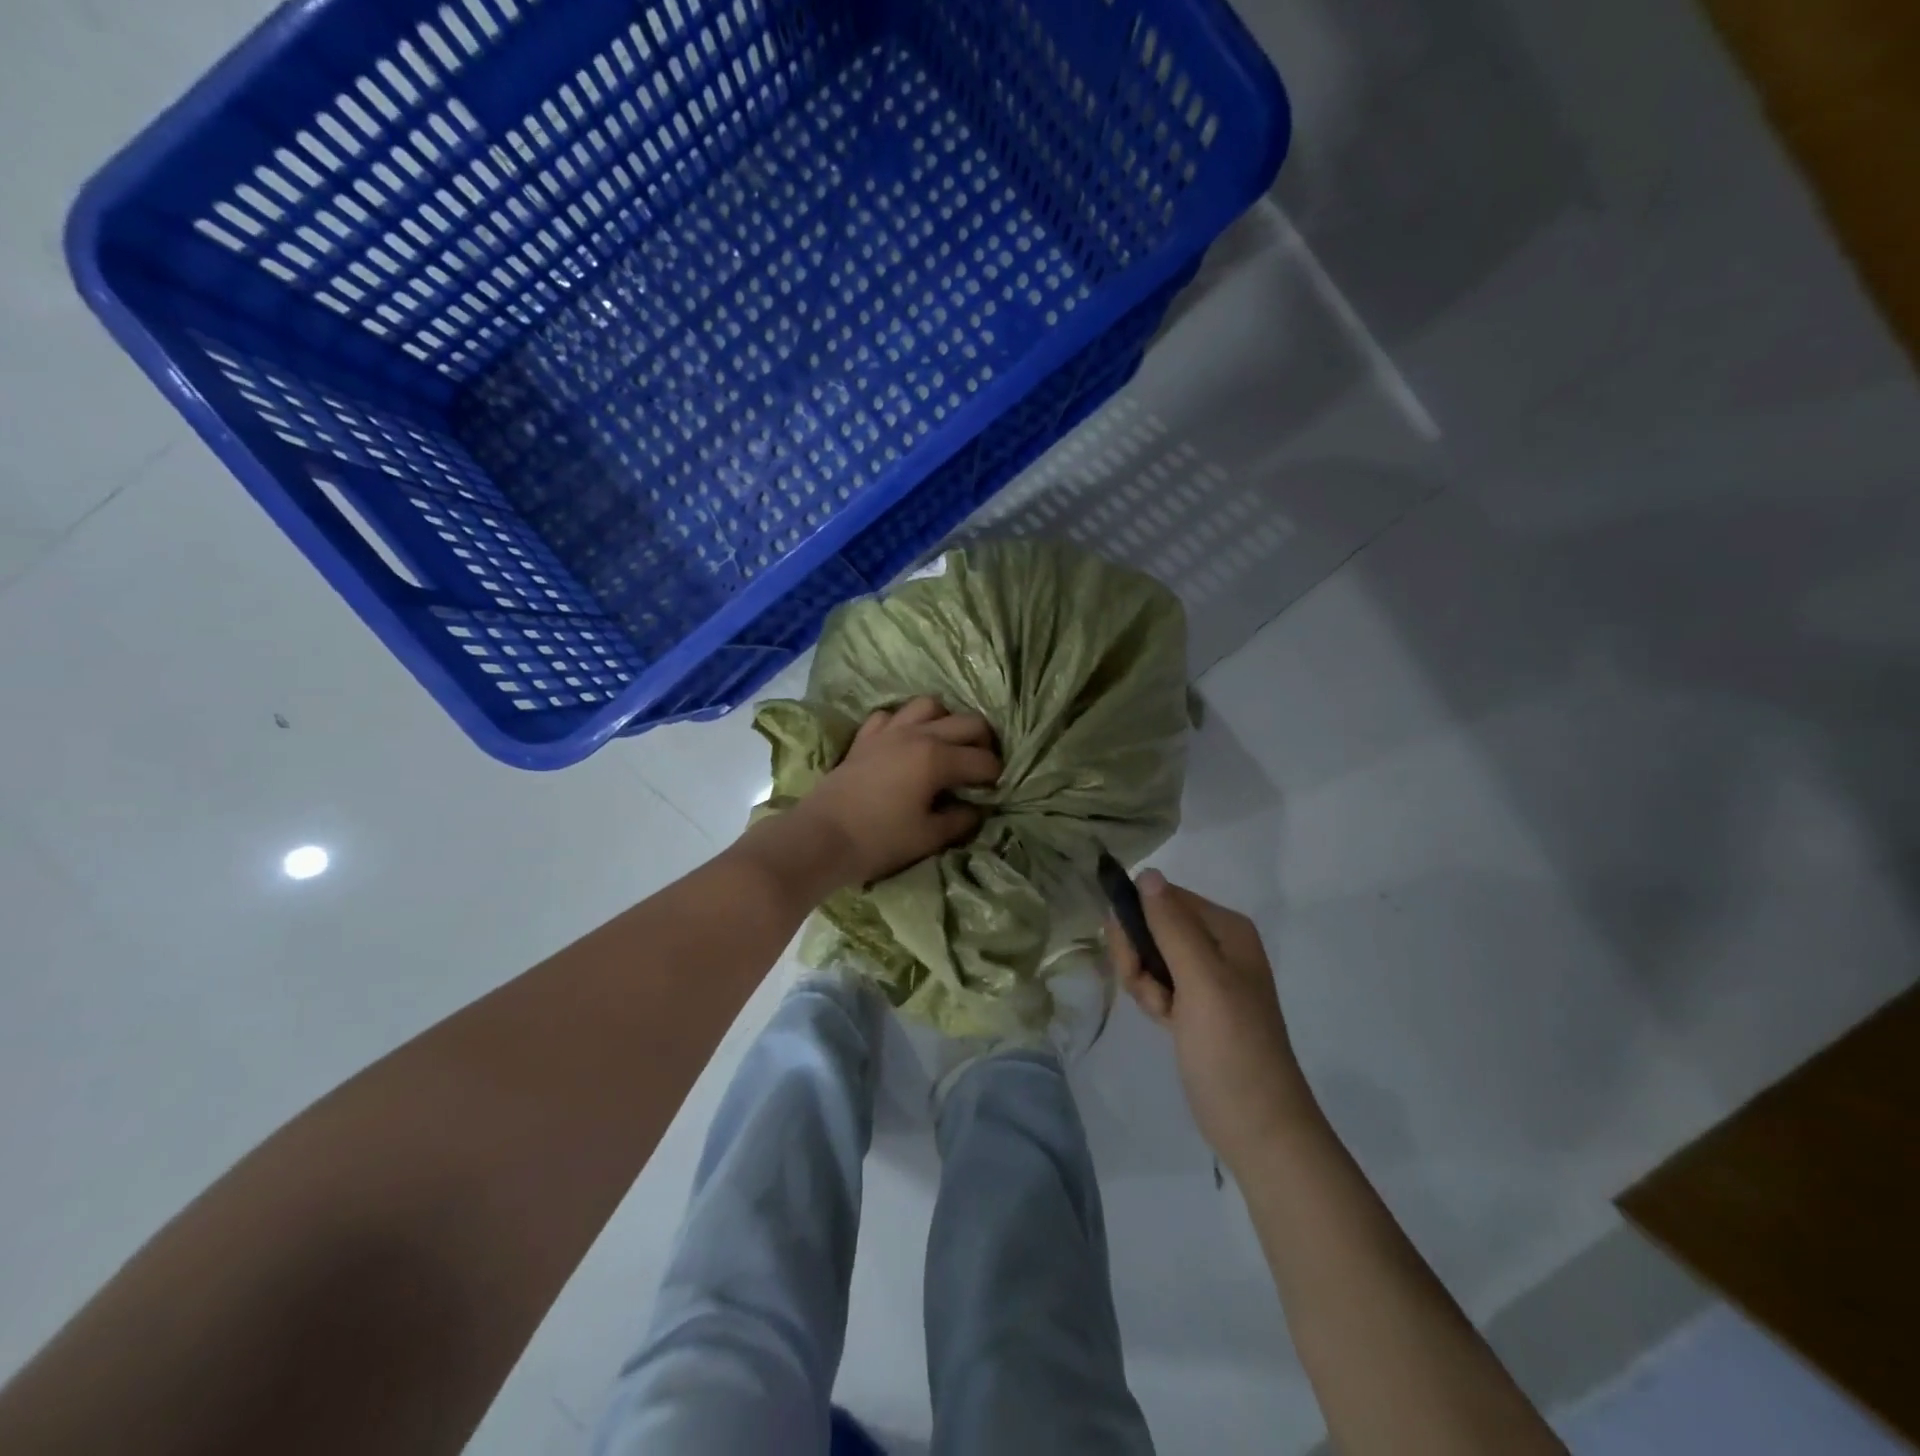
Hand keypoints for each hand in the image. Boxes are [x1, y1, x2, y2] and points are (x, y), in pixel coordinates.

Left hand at [787, 696, 1000, 888]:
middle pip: (966, 722)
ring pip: (929, 705)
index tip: (996, 789)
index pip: (982, 759)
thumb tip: (976, 809)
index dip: (995, 774)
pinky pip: (891, 716)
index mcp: (937, 758)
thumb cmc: (878, 841)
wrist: (820, 838)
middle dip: (984, 741)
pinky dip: (904, 723)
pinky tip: (905, 743)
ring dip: (946, 720)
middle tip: (982, 765)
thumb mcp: (928, 837)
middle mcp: (917, 734)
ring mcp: (889, 731)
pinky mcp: (865, 738)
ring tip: (947, 745)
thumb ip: (959, 820)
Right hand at [1109, 872, 1315, 1170]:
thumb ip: (1171, 925)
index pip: (1163, 897)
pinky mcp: (1195, 1005)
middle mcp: (1218, 944)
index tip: (1129, 955)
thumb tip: (1147, 871)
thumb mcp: (1200, 980)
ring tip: (1161, 1014)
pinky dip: (1152, 1000)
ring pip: (1150, 957)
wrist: (1257, 1127)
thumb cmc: (1231, 1047)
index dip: (1138, 922)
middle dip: (1139, 956)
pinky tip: (1163, 1023)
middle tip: (1149, 991)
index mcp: (1226, 929)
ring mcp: (1207, 977)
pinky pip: (1157, 983)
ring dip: (1143, 983)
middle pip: (1154, 926)